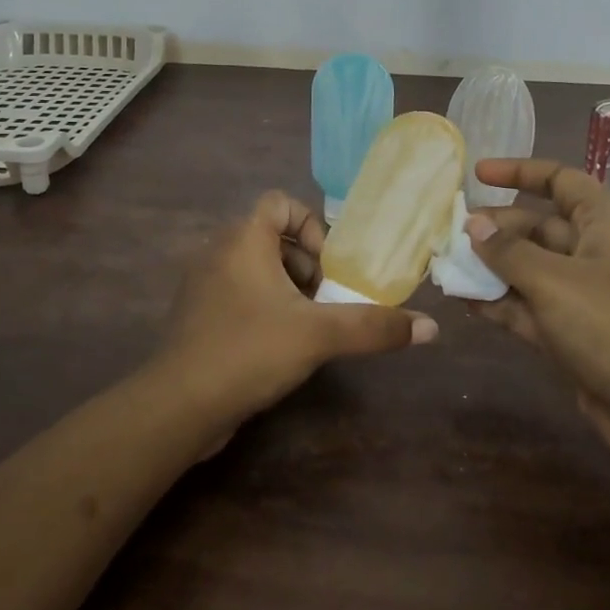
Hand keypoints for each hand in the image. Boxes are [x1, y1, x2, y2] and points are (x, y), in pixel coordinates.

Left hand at [157, 191, 437, 424]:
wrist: (178, 406)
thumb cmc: (249, 351)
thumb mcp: (319, 335)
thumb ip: (373, 327)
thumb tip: (430, 328)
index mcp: (243, 239)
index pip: (280, 203)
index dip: (310, 226)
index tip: (329, 266)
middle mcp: (218, 252)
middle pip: (272, 238)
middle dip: (306, 265)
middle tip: (326, 300)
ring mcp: (203, 285)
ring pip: (256, 269)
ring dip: (287, 289)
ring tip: (309, 325)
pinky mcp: (197, 317)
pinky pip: (238, 295)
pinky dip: (264, 308)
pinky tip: (279, 346)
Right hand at [463, 159, 609, 463]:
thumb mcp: (554, 281)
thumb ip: (508, 251)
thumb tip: (472, 224)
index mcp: (602, 223)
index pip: (560, 180)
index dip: (520, 172)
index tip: (477, 173)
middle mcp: (592, 252)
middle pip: (536, 226)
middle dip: (495, 227)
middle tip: (450, 233)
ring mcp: (581, 294)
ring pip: (528, 268)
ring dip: (491, 267)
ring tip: (447, 264)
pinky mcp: (570, 332)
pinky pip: (527, 306)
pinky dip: (499, 302)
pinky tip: (464, 301)